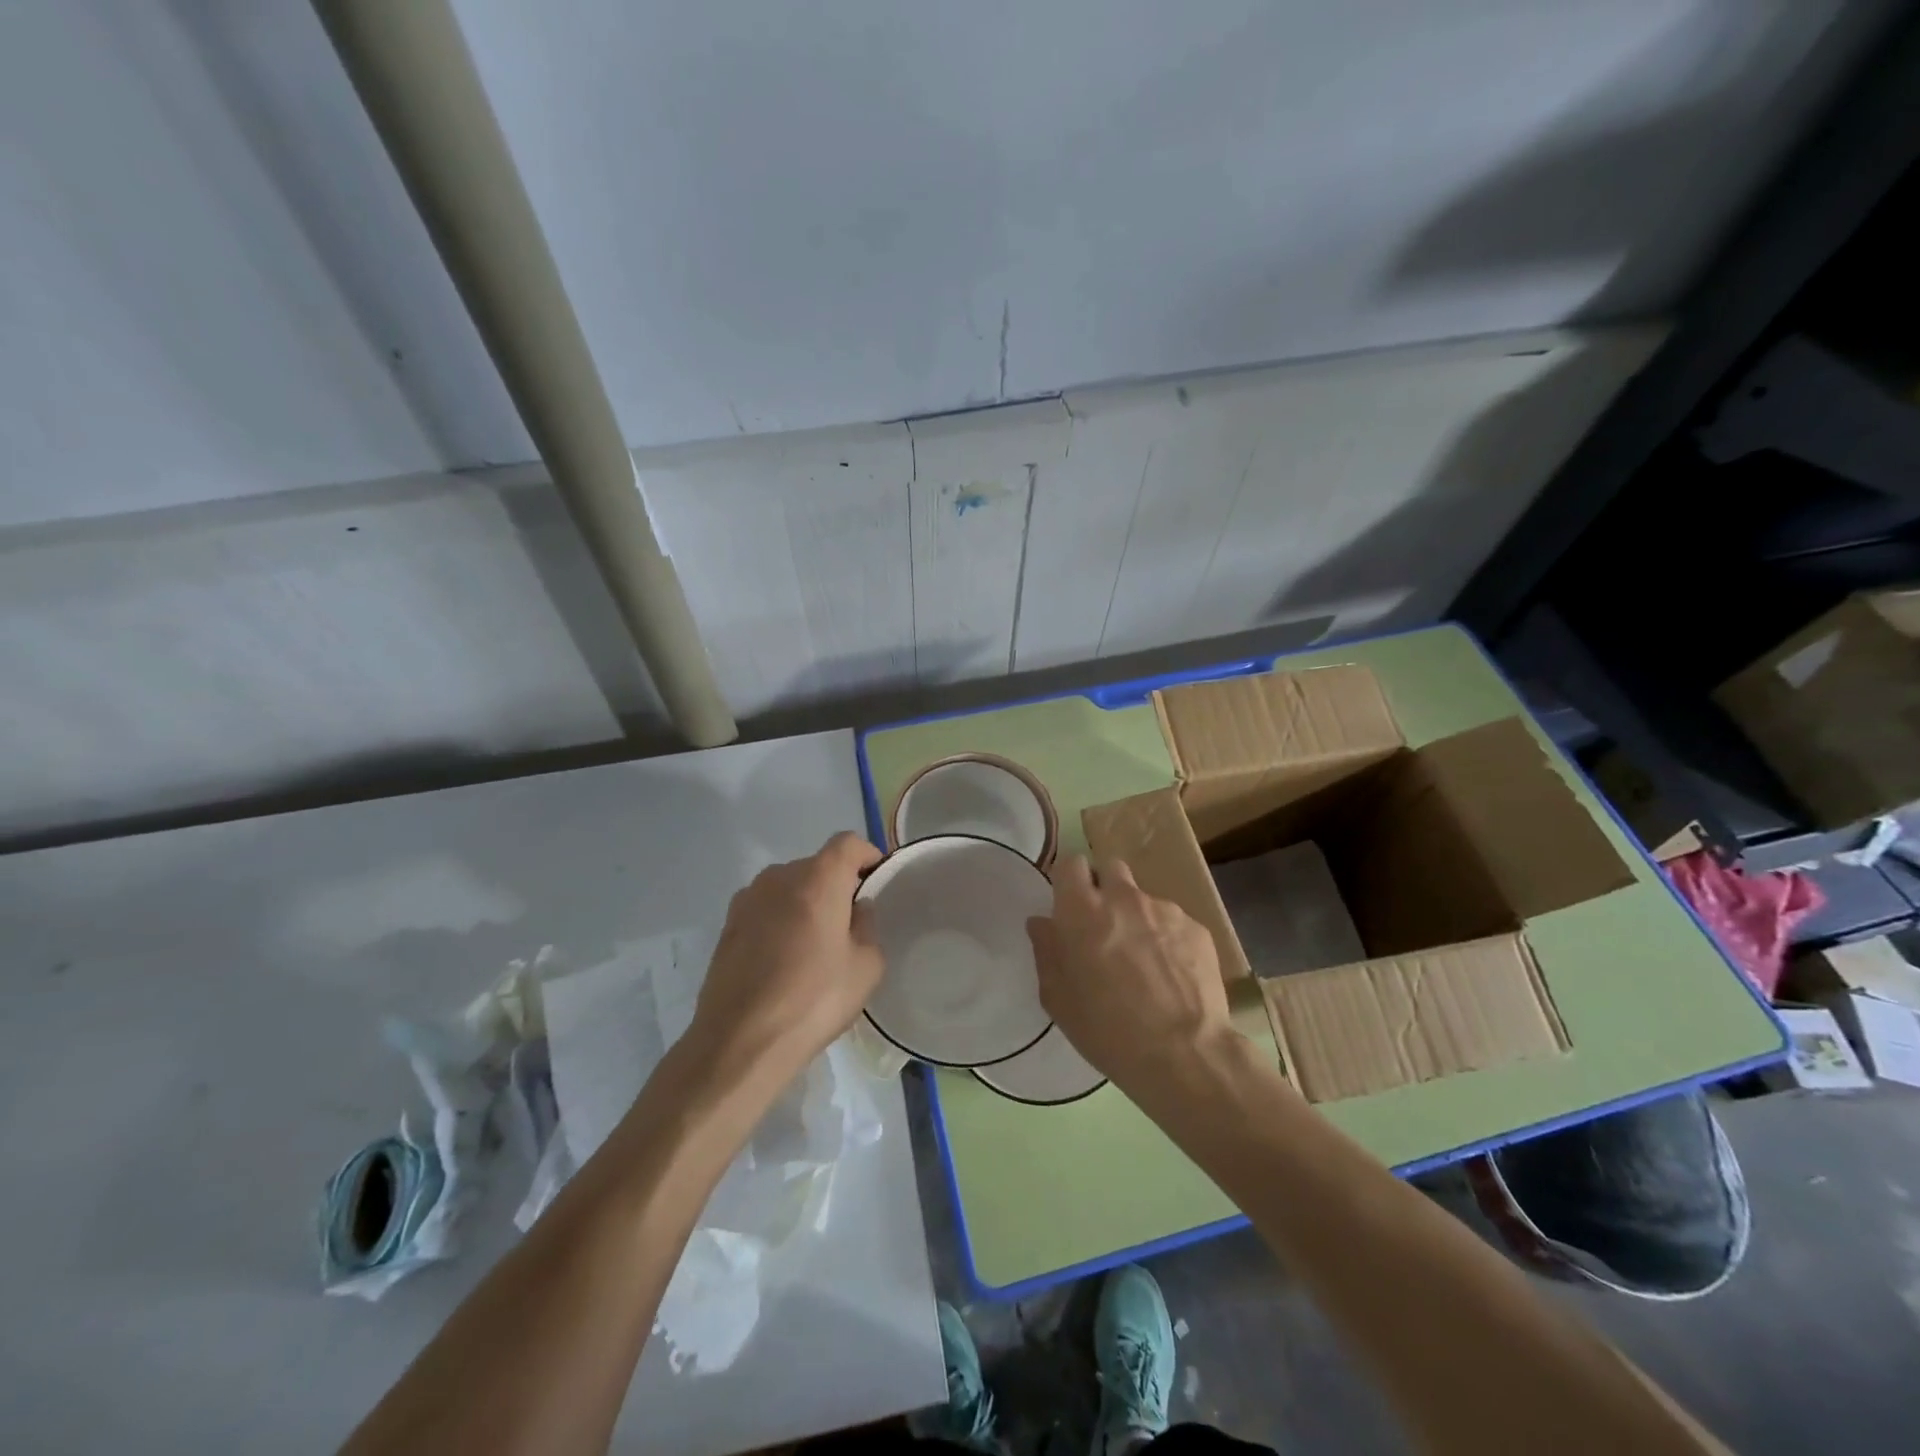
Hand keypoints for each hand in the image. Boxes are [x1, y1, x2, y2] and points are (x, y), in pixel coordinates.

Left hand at [685, 832, 883, 1092]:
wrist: (741, 1041)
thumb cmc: (814, 1000)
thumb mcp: (866, 967)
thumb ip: (867, 926)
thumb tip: (857, 909)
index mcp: (818, 879)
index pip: (848, 844)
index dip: (867, 856)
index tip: (877, 882)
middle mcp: (780, 877)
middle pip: (817, 865)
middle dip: (836, 885)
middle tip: (849, 924)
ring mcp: (748, 899)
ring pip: (789, 887)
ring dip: (805, 903)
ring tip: (814, 945)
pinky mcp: (727, 924)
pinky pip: (766, 908)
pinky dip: (780, 920)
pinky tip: (783, 959)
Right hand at [1026, 854, 1231, 1093]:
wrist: (1183, 1054)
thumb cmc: (1107, 1029)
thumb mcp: (1058, 998)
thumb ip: (1046, 951)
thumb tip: (1042, 923)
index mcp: (1082, 910)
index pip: (1070, 864)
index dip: (1069, 881)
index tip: (1070, 905)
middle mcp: (1123, 898)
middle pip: (1110, 869)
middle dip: (1105, 888)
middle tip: (1104, 927)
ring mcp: (1165, 909)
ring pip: (1144, 899)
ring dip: (1138, 919)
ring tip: (1145, 963)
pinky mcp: (1197, 928)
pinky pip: (1174, 923)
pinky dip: (1168, 940)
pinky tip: (1172, 976)